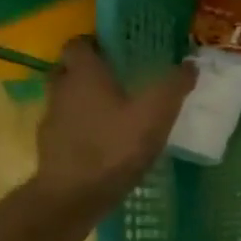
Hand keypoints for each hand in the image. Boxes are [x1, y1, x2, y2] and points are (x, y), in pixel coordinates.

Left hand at [34, 37, 195, 215]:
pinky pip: (66, 127)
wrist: (73, 197)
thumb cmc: (114, 147)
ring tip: (114, 113)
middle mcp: (61, 89)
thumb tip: (190, 64)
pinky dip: (81, 129)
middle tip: (117, 80)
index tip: (118, 52)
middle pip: (69, 70)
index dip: (96, 44)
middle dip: (89, 71)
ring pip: (66, 99)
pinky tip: (104, 143)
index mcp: (84, 73)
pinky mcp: (50, 148)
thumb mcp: (155, 115)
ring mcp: (51, 120)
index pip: (79, 43)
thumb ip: (173, 87)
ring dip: (84, 101)